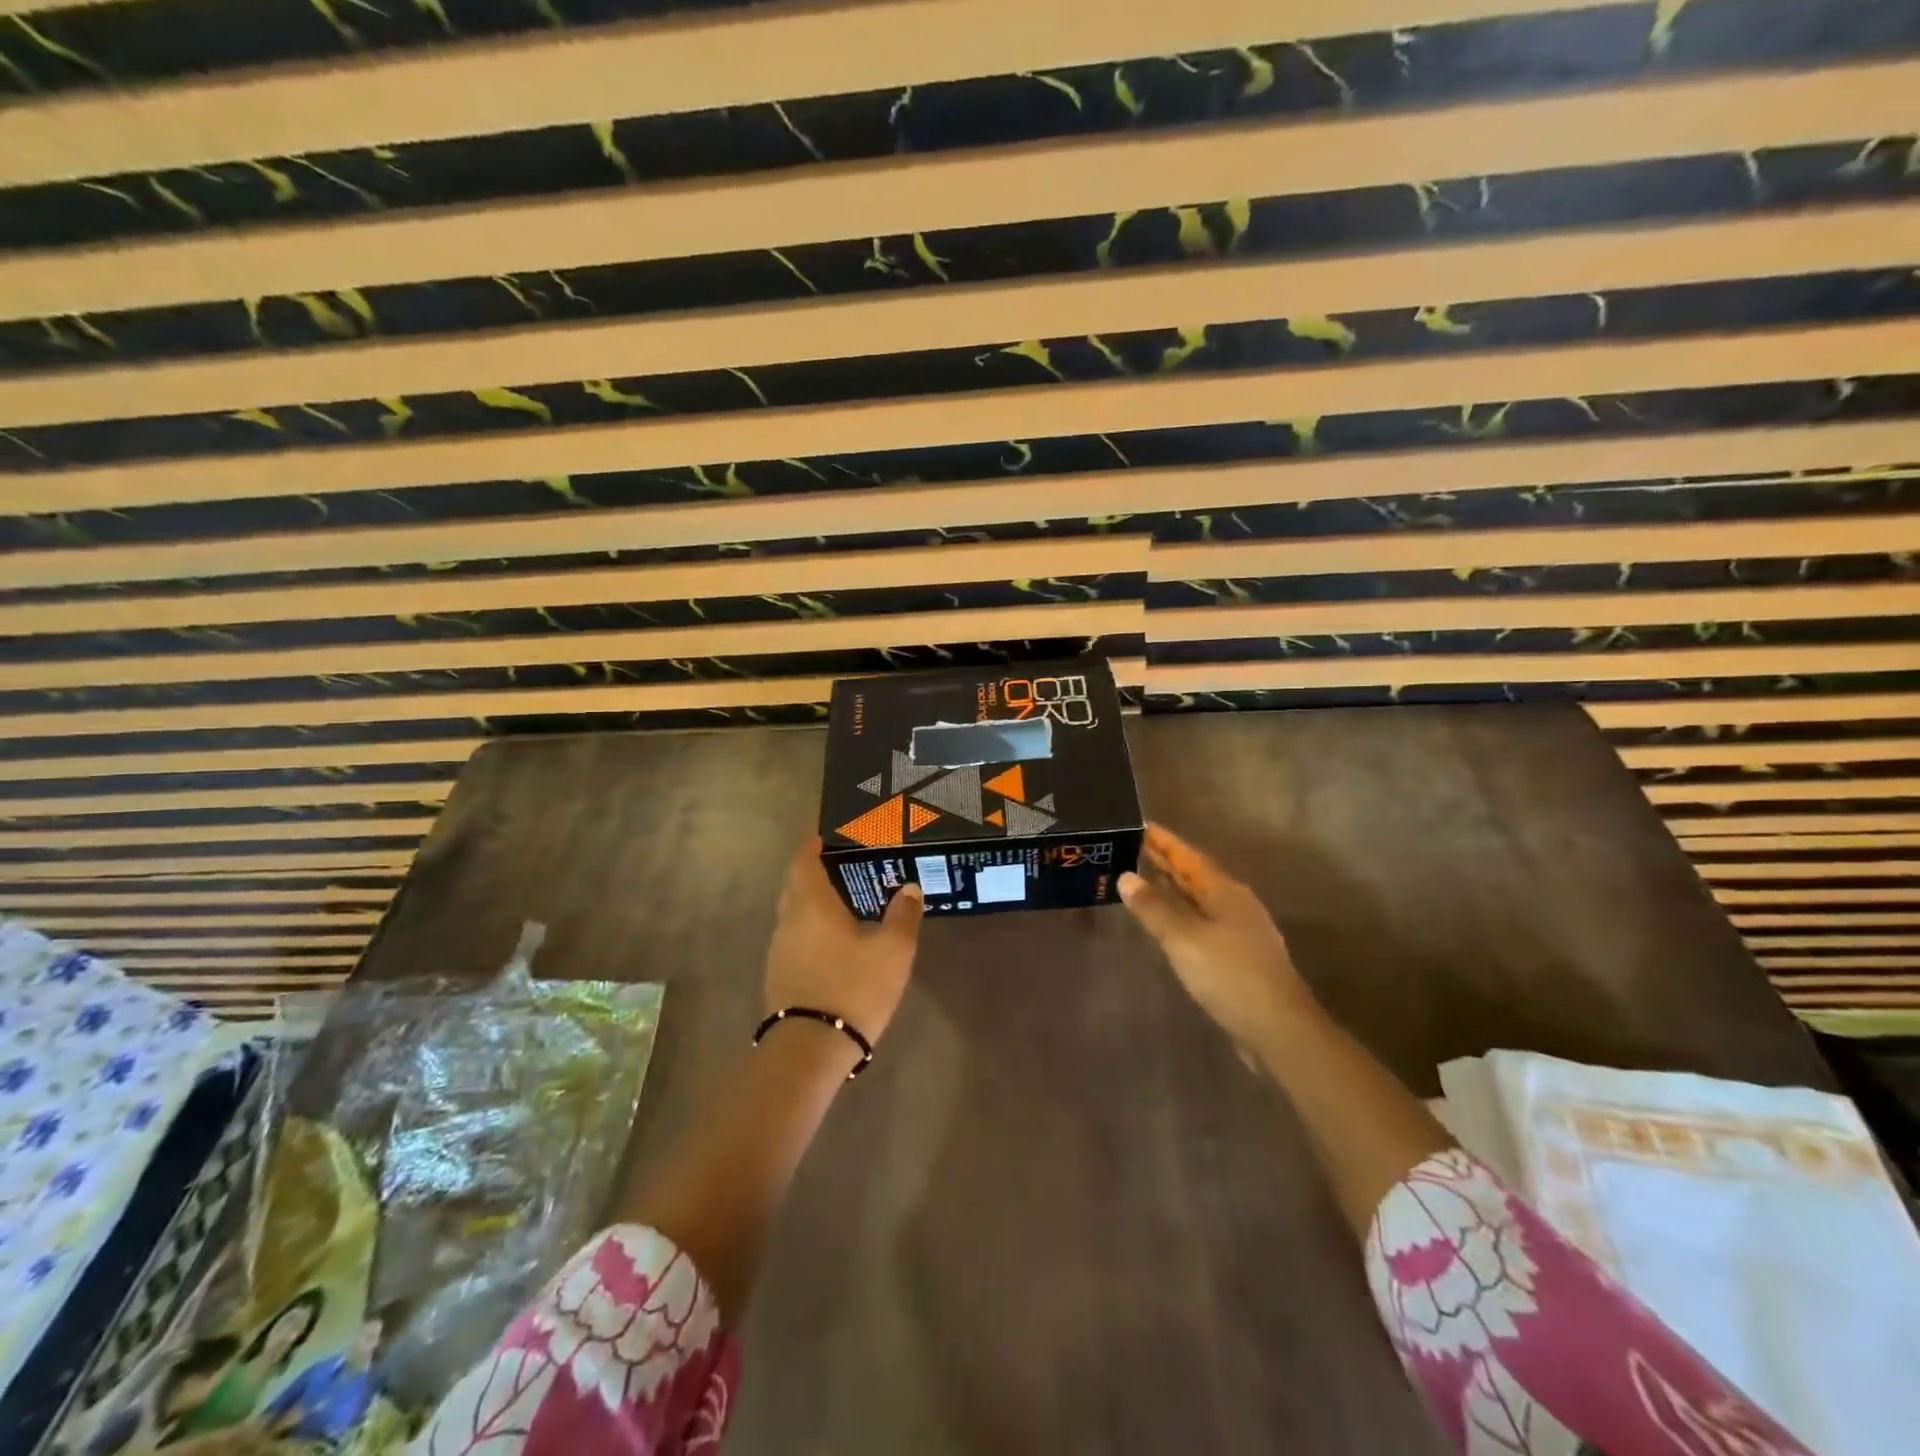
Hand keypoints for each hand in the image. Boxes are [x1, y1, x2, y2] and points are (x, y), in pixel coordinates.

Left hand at [765, 838, 923, 1045]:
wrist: (810, 1049)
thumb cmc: (853, 988)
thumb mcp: (893, 951)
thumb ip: (903, 916)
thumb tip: (909, 888)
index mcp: (811, 905)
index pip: (804, 861)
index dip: (812, 844)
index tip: (825, 833)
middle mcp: (788, 920)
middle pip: (795, 885)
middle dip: (813, 870)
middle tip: (843, 865)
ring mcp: (779, 950)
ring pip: (793, 913)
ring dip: (812, 902)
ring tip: (843, 901)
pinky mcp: (779, 975)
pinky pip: (794, 937)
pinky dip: (810, 928)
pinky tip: (834, 940)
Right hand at [1119, 822, 1315, 1057]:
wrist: (1278, 1029)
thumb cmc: (1229, 975)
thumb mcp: (1183, 939)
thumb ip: (1154, 907)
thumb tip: (1126, 877)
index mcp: (1224, 892)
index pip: (1187, 857)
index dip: (1164, 841)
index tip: (1139, 825)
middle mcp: (1235, 904)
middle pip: (1195, 875)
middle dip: (1167, 861)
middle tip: (1135, 846)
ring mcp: (1240, 931)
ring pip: (1200, 898)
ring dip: (1174, 887)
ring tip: (1147, 877)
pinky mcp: (1239, 956)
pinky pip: (1203, 921)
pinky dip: (1182, 912)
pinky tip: (1170, 922)